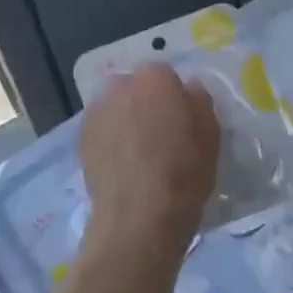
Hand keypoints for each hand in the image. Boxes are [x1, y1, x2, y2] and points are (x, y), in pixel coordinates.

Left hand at [77, 64, 219, 268]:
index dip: (173, 96)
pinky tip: (120, 164)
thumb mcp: (211, 133)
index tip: (180, 118)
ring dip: (124, 119)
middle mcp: (120, 86)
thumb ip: (199, 100)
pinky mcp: (80, 138)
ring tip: (136, 151)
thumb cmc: (184, 171)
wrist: (139, 217)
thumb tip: (188, 88)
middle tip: (158, 133)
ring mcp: (96, 111)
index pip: (164, 74)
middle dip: (144, 102)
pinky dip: (108, 139)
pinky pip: (100, 129)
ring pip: (115, 107)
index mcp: (154, 78)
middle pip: (134, 87)